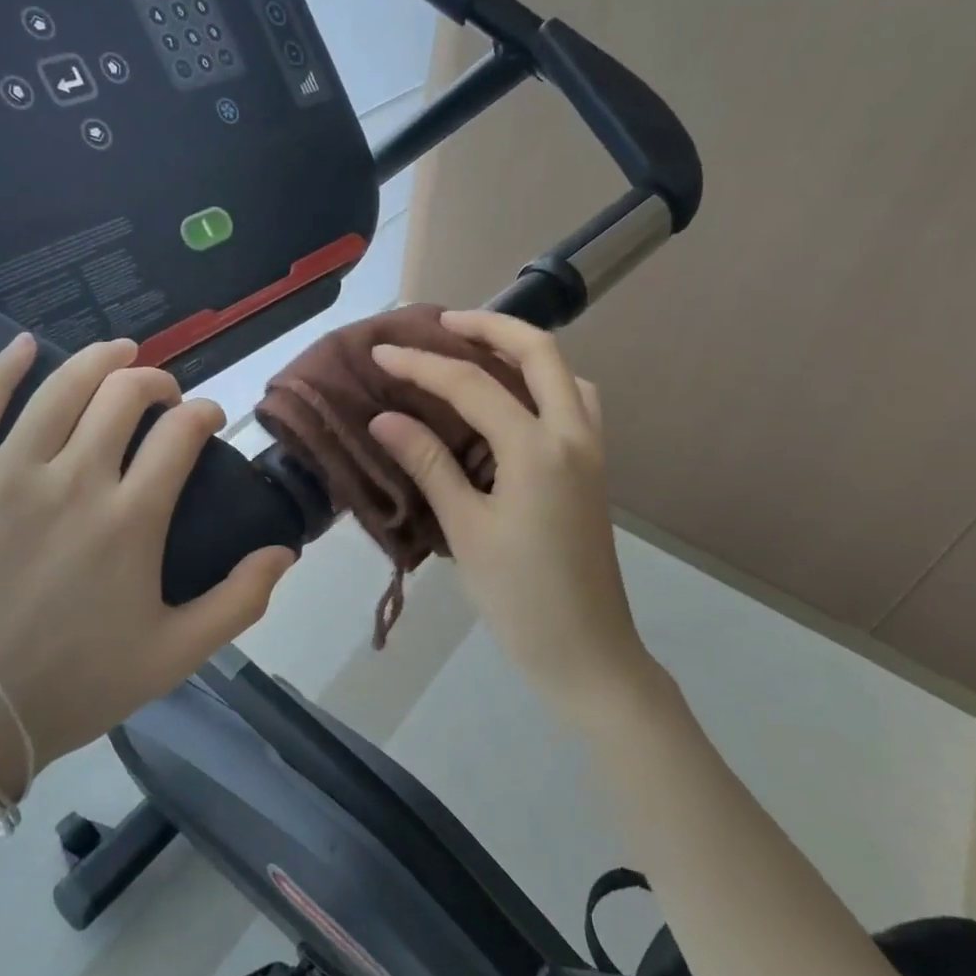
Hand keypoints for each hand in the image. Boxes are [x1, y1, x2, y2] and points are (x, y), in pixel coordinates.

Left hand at [0, 335, 293, 793]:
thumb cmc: (76, 684)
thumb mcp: (176, 654)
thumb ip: (241, 600)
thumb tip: (285, 551)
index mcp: (131, 518)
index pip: (181, 433)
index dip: (203, 413)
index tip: (208, 419)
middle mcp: (72, 481)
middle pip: (124, 395)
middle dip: (155, 381)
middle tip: (163, 392)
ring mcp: (4, 475)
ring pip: (60, 389)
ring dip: (98, 360)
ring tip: (118, 352)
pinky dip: (2, 369)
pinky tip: (24, 345)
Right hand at [369, 311, 651, 716]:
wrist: (586, 652)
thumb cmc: (520, 597)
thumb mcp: (466, 528)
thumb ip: (429, 464)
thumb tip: (385, 417)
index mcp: (538, 448)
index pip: (472, 385)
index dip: (422, 364)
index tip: (381, 352)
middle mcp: (573, 435)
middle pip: (539, 352)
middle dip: (490, 326)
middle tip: (442, 323)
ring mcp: (592, 451)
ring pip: (566, 374)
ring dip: (523, 352)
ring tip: (477, 353)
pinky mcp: (594, 470)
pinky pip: (573, 404)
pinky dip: (543, 385)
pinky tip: (512, 406)